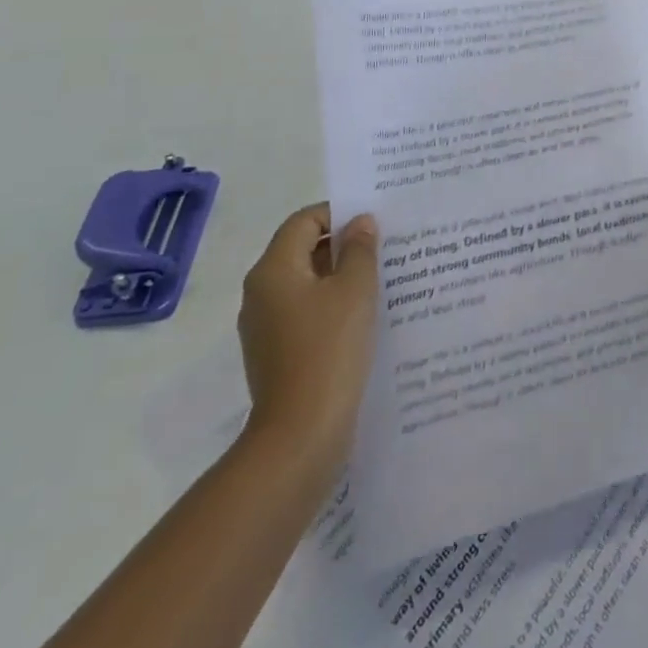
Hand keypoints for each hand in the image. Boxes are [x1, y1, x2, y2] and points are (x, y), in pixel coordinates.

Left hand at [238, 204, 378, 478]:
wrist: (301, 434)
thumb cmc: (329, 349)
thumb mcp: (355, 289)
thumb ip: (360, 249)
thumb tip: (359, 223)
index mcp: (273, 270)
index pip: (304, 220)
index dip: (339, 213)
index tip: (375, 222)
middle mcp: (261, 293)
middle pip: (303, 250)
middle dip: (344, 245)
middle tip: (386, 247)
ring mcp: (266, 327)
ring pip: (307, 284)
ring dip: (342, 277)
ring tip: (384, 280)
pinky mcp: (277, 354)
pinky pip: (307, 314)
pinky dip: (333, 307)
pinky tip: (366, 318)